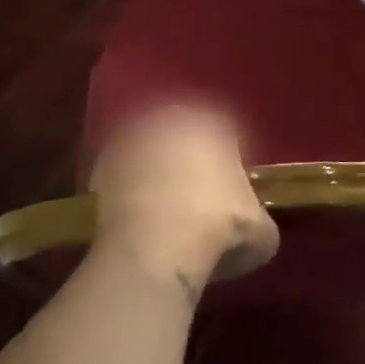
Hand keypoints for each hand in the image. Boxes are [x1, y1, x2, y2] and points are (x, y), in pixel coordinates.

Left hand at [89, 105, 279, 295]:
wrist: (154, 247)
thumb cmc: (217, 229)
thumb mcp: (261, 234)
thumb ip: (259, 220)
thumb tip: (253, 226)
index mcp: (214, 122)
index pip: (227, 132)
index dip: (229, 160)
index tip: (229, 188)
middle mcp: (173, 116)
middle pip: (185, 132)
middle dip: (190, 156)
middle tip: (195, 194)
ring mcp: (134, 134)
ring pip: (151, 146)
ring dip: (155, 167)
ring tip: (162, 205)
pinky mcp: (103, 160)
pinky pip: (122, 169)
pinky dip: (128, 185)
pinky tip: (136, 213)